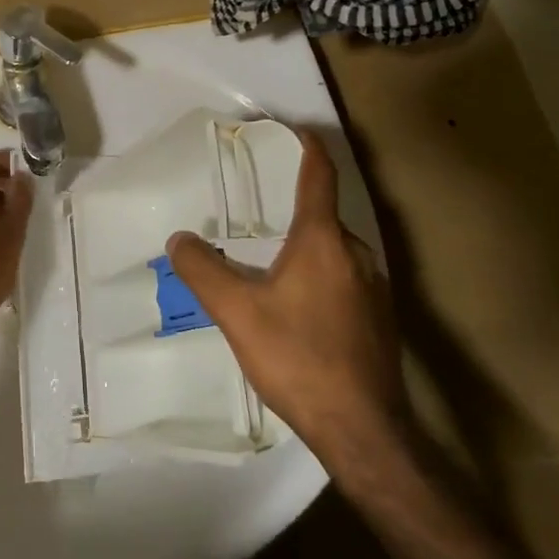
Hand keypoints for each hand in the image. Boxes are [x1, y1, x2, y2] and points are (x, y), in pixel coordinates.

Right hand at [166, 130, 408, 470]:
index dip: (308, 148)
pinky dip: (319, 272)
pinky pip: (345, 276)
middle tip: (256, 213)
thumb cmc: (298, 358)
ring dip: (305, 245)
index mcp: (323, 240)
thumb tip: (179, 239)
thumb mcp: (237, 313)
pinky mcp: (379, 317)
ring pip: (334, 250)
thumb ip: (203, 271)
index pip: (319, 176)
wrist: (362, 428)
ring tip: (269, 262)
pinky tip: (297, 306)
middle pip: (323, 215)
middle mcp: (356, 253)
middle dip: (293, 207)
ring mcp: (375, 286)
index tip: (295, 130)